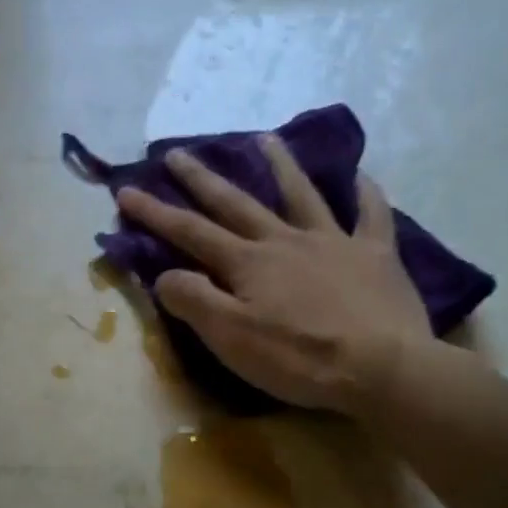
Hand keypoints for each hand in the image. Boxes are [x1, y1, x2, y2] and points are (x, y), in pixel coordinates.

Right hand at [115, 135, 430, 415]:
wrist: (380, 368)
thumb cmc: (299, 358)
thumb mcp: (231, 339)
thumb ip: (195, 302)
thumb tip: (165, 274)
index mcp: (248, 263)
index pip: (191, 232)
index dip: (155, 212)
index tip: (126, 191)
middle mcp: (285, 241)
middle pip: (236, 204)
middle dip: (202, 179)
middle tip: (177, 153)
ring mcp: (334, 243)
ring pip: (302, 195)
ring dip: (280, 166)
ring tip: (264, 139)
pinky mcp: (375, 256)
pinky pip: (371, 215)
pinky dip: (365, 194)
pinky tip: (361, 176)